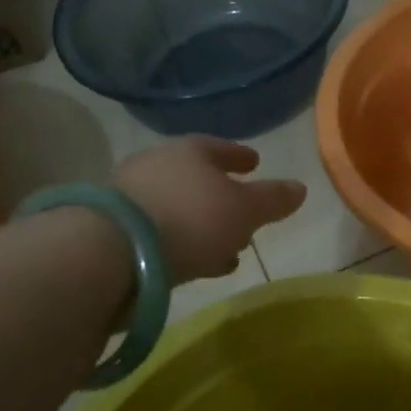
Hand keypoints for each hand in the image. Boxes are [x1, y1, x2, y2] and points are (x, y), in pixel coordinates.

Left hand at [114, 136, 305, 283]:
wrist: (110, 252)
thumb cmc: (190, 219)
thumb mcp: (244, 211)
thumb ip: (273, 199)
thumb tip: (300, 187)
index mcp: (189, 151)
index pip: (219, 147)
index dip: (240, 156)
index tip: (255, 162)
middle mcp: (156, 165)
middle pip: (195, 178)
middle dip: (220, 196)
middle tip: (243, 214)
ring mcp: (129, 197)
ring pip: (177, 208)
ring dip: (201, 226)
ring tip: (225, 250)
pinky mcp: (111, 230)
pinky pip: (157, 232)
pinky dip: (179, 243)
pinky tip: (192, 263)